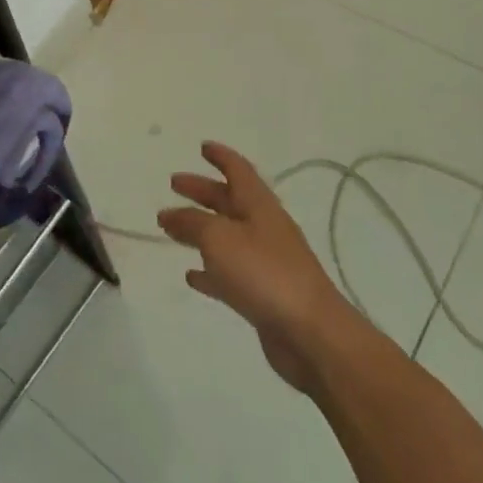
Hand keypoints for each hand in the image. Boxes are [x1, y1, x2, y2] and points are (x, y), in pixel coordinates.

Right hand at [158, 142, 352, 392]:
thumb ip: (191, 223)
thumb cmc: (265, 273)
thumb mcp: (219, 238)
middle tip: (174, 184)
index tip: (202, 146)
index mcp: (258, 205)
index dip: (220, 156)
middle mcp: (263, 227)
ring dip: (200, 229)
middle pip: (229, 201)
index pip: (238, 170)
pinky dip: (209, 271)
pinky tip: (191, 276)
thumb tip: (170, 214)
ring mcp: (266, 262)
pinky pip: (229, 274)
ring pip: (226, 236)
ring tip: (172, 228)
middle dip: (202, 191)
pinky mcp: (263, 294)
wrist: (312, 335)